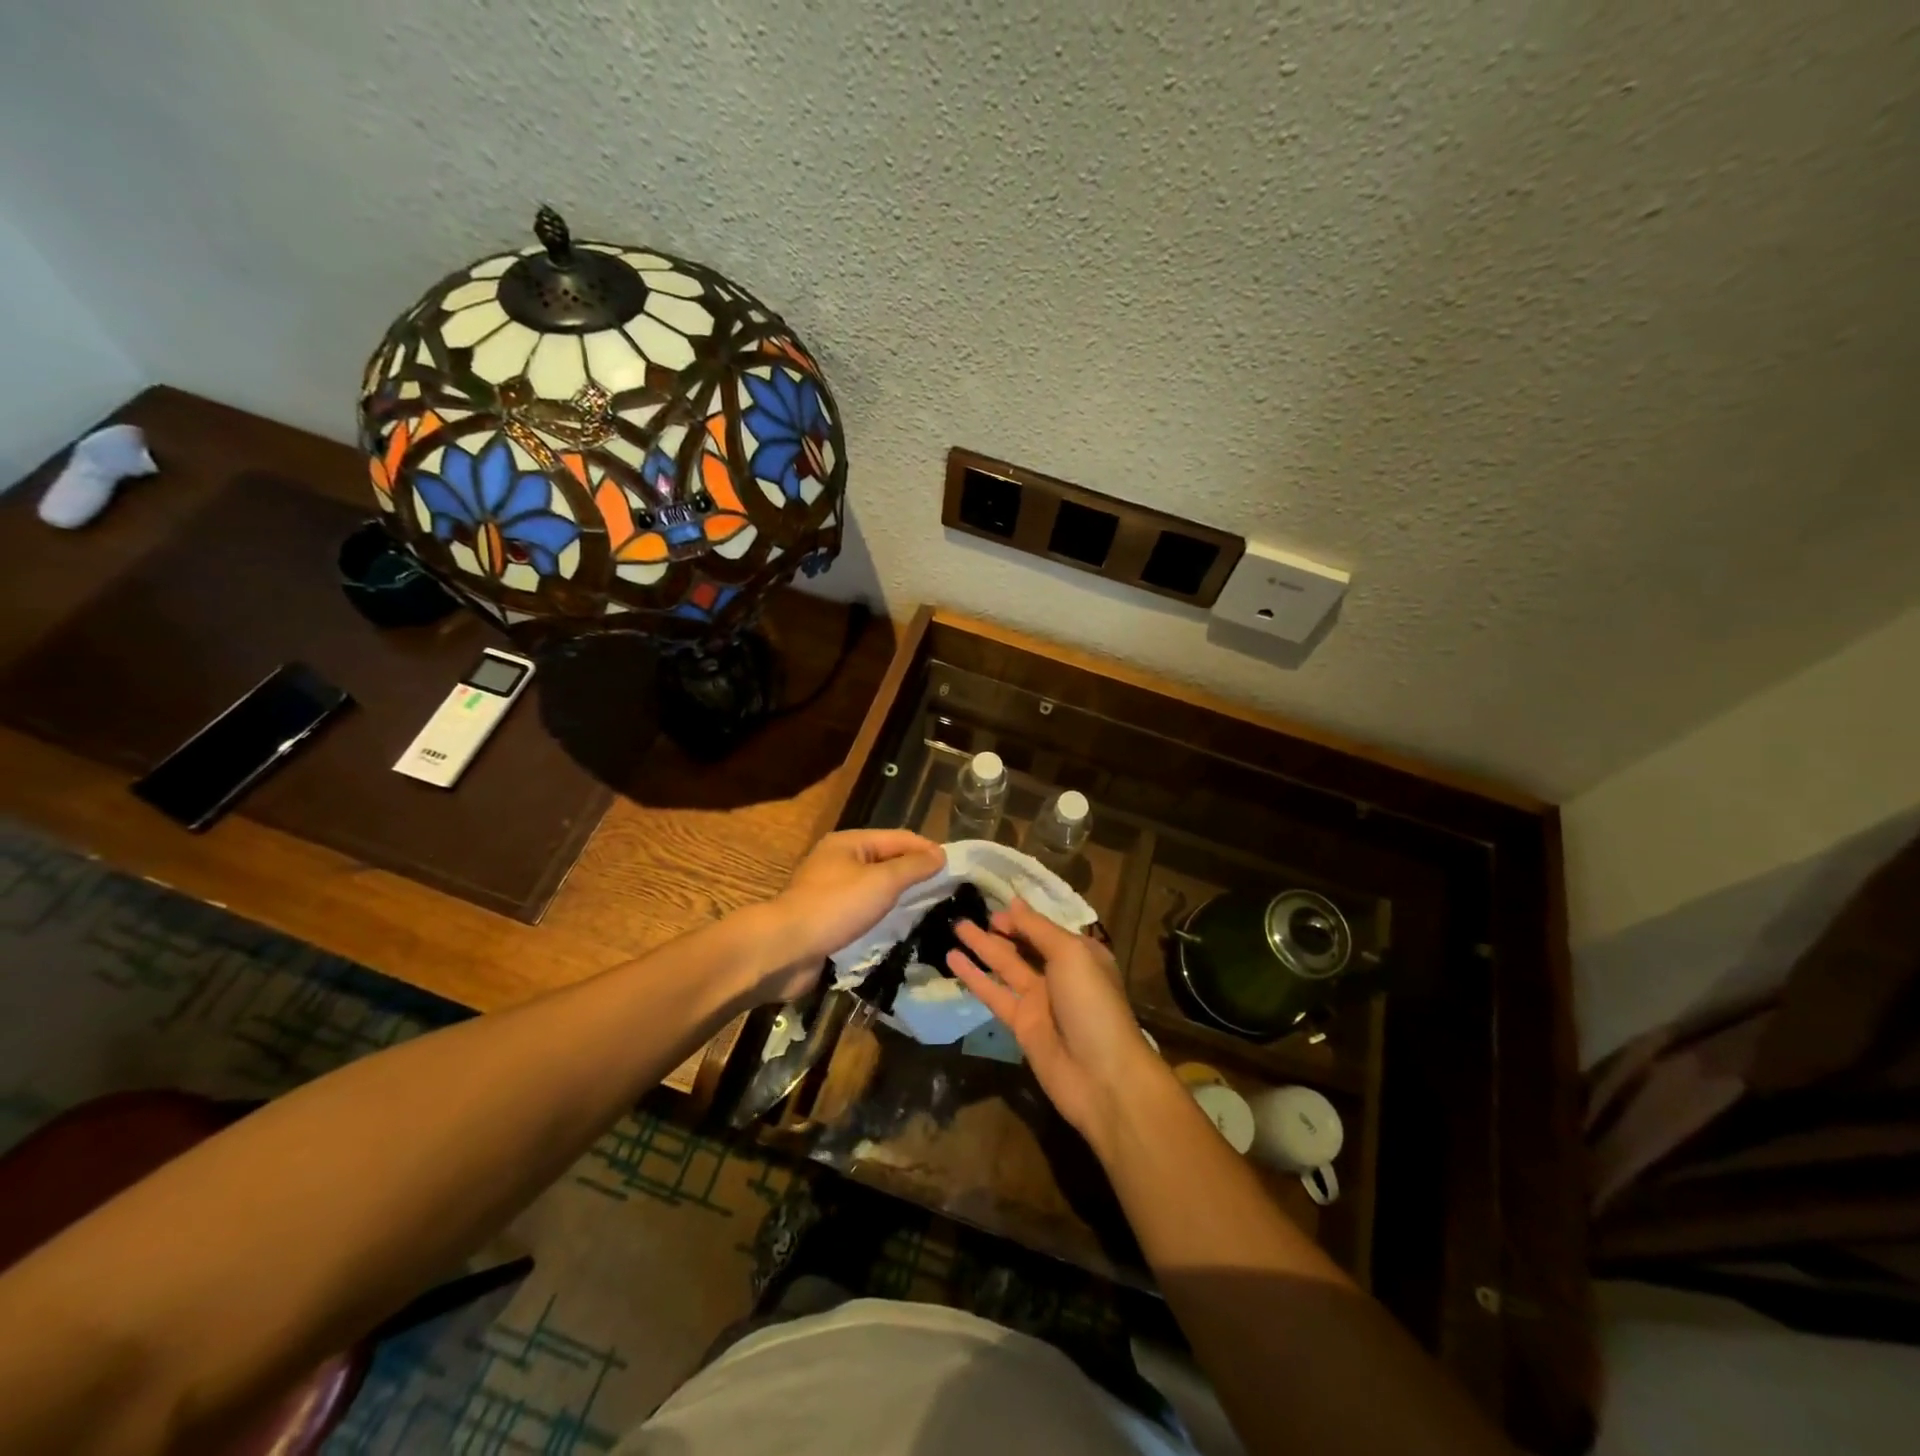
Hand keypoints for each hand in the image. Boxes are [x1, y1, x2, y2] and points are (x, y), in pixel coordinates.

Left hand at [758, 829, 944, 1001]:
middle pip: (886, 860)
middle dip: (914, 872)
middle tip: (946, 889)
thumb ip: (913, 867)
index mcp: (849, 842)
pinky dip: (882, 915)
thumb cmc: (835, 907)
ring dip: (899, 896)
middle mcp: (838, 860)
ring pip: (874, 887)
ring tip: (929, 908)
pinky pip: (862, 910)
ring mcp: (830, 890)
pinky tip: (899, 927)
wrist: (785, 949)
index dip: (927, 849)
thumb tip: (940, 855)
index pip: (898, 837)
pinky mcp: (827, 918)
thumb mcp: (882, 882)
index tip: (955, 868)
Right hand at [948, 900, 1167, 1150]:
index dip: (1020, 916)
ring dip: (981, 947)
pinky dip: (974, 977)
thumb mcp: (1071, 955)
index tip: (993, 902)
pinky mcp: (1020, 1024)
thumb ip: (1038, 929)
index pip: (1044, 928)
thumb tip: (1014, 903)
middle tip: (968, 912)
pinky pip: (993, 994)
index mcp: (1080, 954)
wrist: (1101, 1076)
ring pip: (1005, 966)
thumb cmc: (1092, 1004)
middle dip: (1000, 929)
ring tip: (955, 926)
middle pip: (1024, 945)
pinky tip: (952, 959)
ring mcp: (1039, 1000)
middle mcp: (1059, 973)